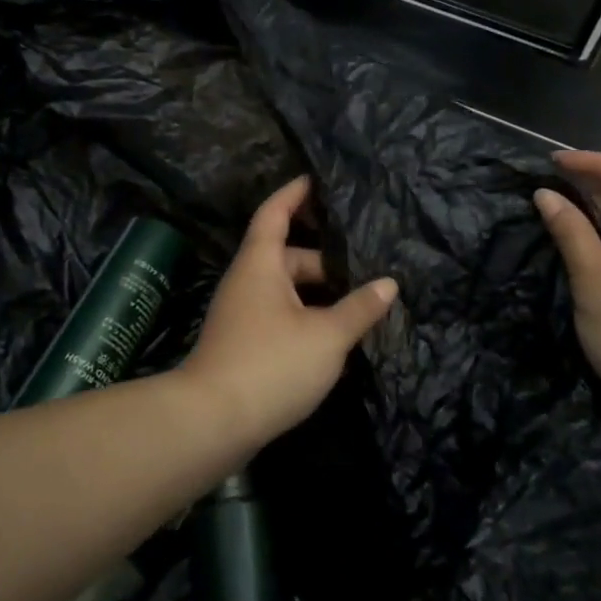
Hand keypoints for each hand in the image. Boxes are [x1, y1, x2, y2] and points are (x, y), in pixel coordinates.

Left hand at [182, 176, 398, 440]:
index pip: (275, 213)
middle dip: (323, 257)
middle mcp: (247, 282)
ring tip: (358, 298)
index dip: (295, 193)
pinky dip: (305, 315)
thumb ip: (359, 308)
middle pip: (286, 255)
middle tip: (364, 260)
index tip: (318, 179)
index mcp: (260, 264)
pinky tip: (333, 334)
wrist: (212, 422)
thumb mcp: (326, 335)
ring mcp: (241, 314)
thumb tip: (388, 284)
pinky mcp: (243, 344)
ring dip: (317, 292)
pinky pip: (279, 314)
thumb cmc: (271, 364)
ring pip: (285, 289)